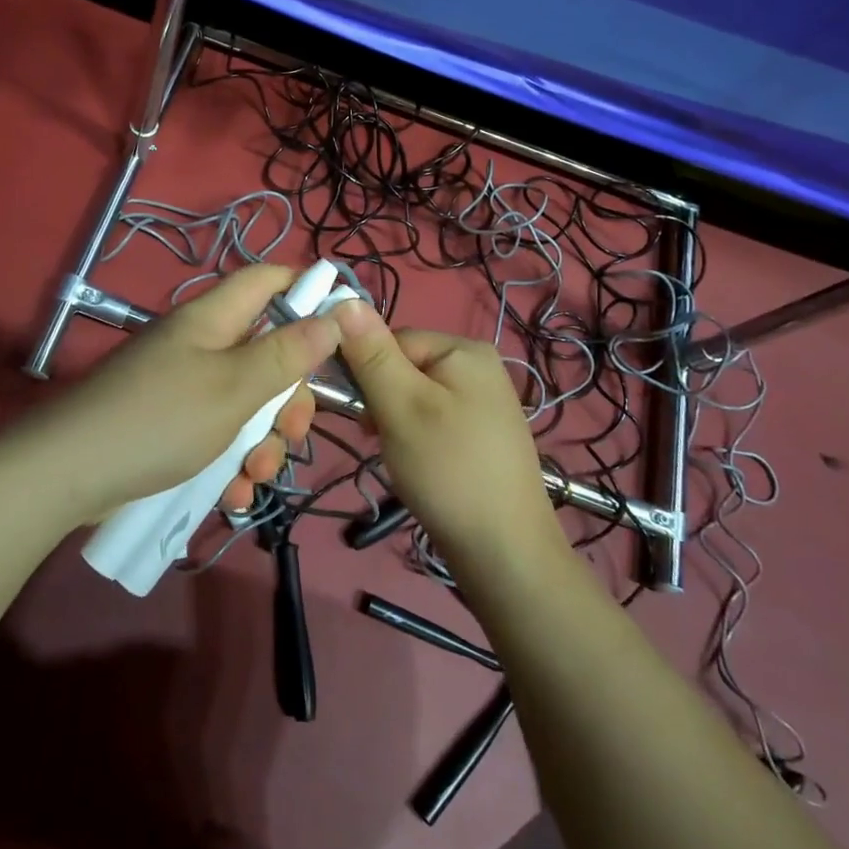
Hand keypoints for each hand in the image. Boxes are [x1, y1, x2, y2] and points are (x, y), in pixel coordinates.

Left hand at [25, 265, 342, 521]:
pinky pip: (217, 433)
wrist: (67, 476)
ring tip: (254, 476)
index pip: (267, 280)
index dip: (305, 290)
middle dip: (287, 397)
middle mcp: (200, 345)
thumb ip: (287, 354)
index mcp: (212, 319)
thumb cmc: (160, 420)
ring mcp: (183, 386)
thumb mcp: (234, 389)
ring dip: (261, 441)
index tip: (339, 326)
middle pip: (266, 352)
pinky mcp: (171, 424)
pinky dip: (230, 461)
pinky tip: (231, 494)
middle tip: (292, 432)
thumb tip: (334, 316)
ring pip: (246, 401)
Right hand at [334, 300, 562, 569]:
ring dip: (396, 422)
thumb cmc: (448, 469)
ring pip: (416, 396)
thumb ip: (371, 353)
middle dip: (384, 401)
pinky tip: (419, 467)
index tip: (363, 417)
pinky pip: (435, 419)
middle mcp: (480, 365)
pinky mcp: (484, 433)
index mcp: (464, 348)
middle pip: (405, 366)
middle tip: (380, 440)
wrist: (505, 552)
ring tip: (400, 458)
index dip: (368, 374)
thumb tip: (343, 297)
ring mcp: (485, 401)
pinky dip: (418, 438)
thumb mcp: (400, 406)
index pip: (393, 339)